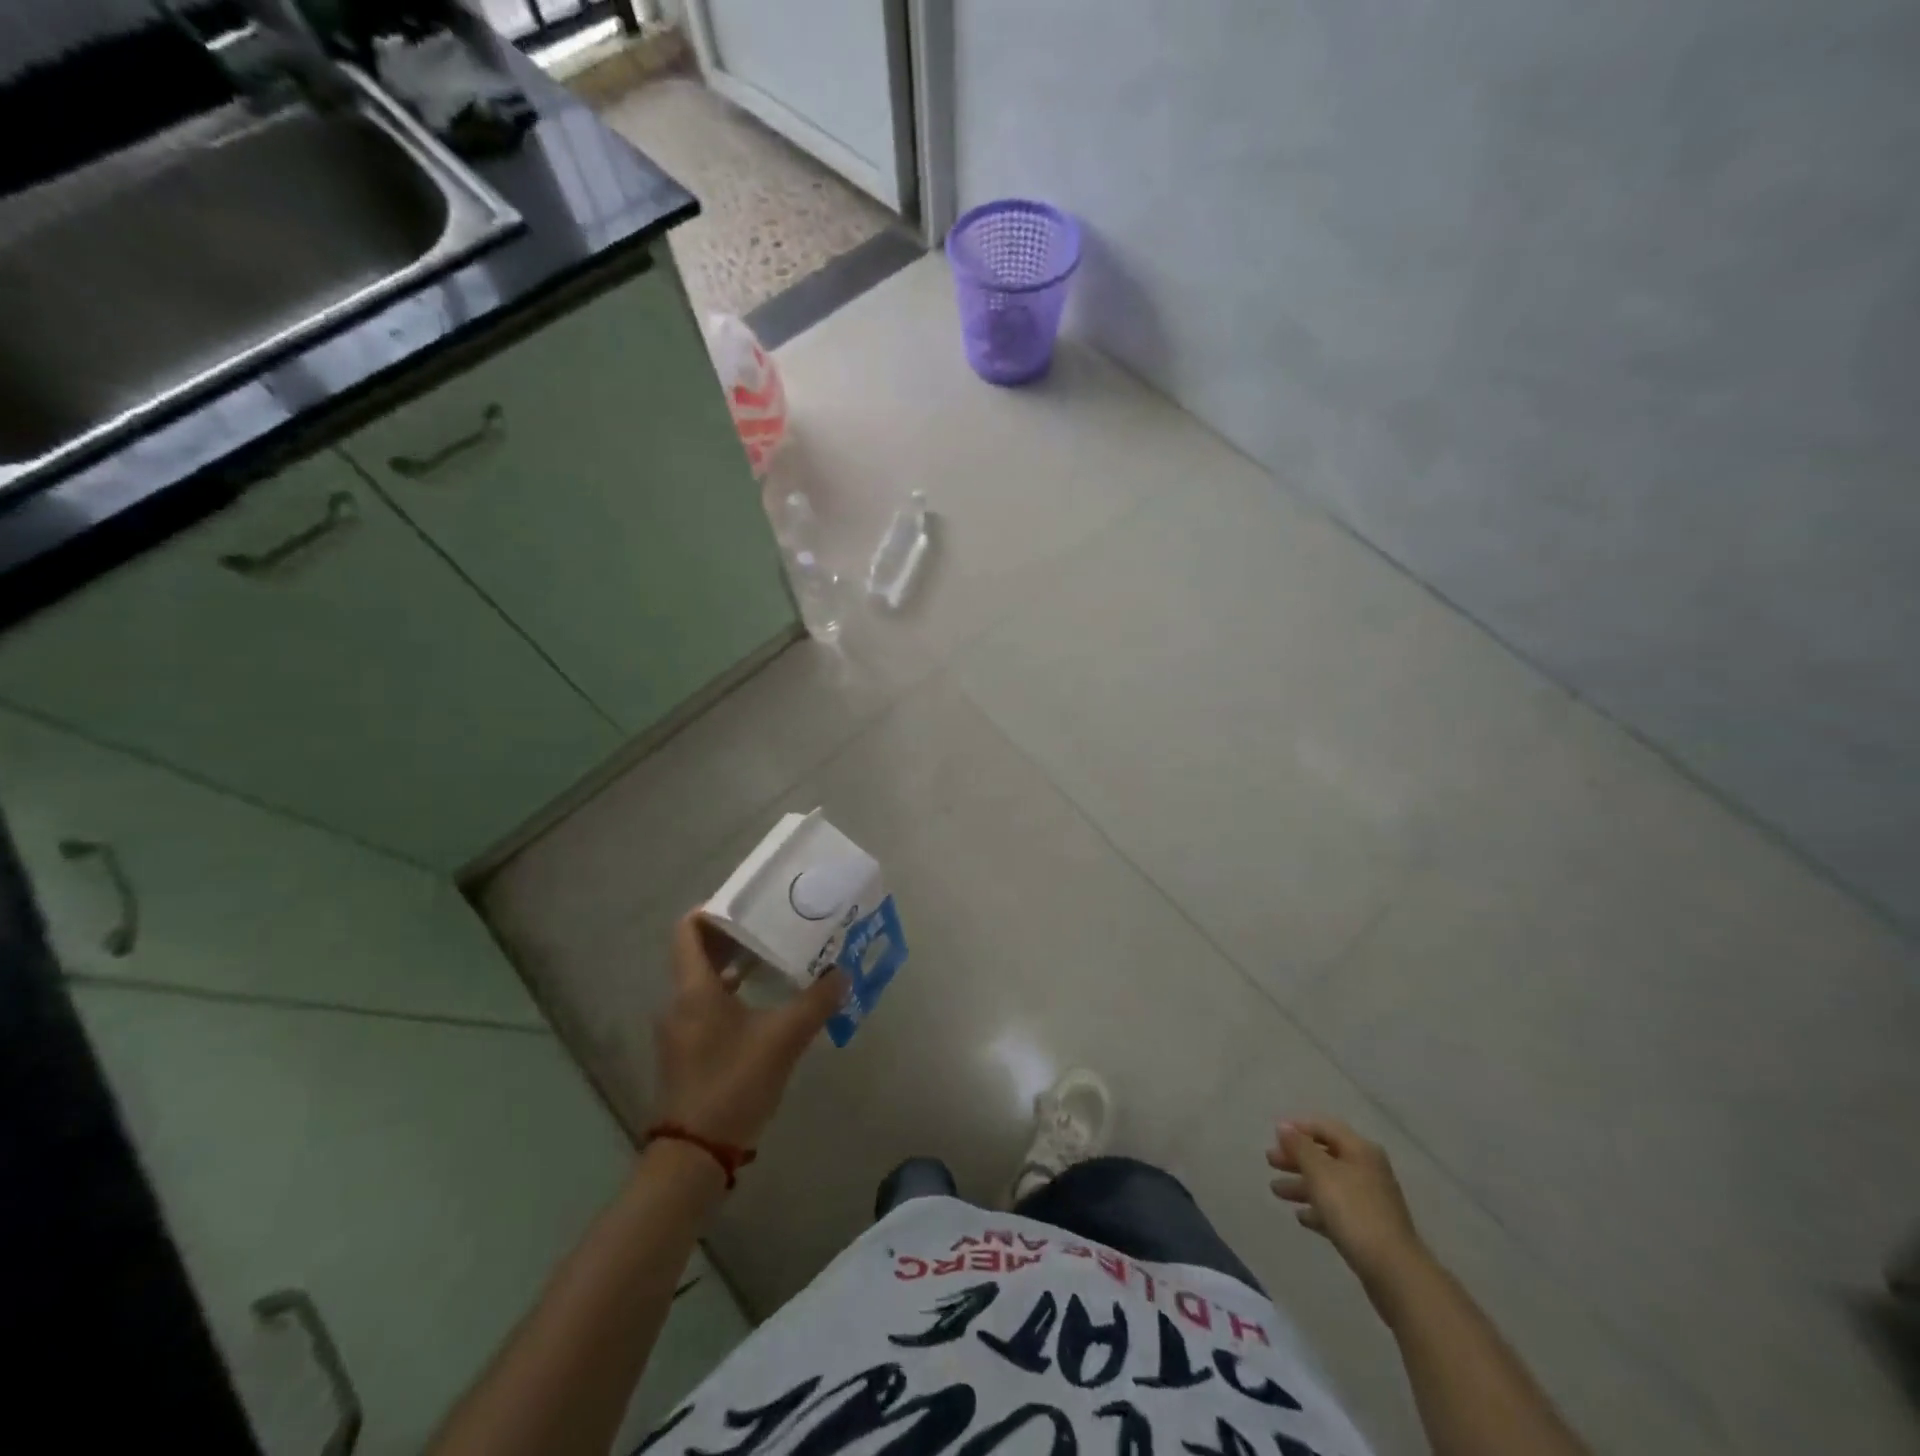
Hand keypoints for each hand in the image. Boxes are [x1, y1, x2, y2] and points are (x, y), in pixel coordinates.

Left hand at [653, 911, 846, 1149]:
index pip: (689, 929)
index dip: (714, 909)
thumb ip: (815, 1002)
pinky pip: (706, 1007)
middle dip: (735, 936)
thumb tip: (842, 973)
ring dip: (735, 967)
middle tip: (773, 926)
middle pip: (699, 953)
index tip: (749, 902)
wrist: (694, 1156)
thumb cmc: (733, 1084)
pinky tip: (764, 1006)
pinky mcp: (687, 1052)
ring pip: (704, 982)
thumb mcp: (783, 1039)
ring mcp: (680, 1030)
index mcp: (694, 989)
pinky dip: (732, 995)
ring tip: (775, 960)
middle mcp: (680, 1002)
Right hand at [1268, 1117, 1429, 1300]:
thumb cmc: (1353, 1211)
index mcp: (1360, 1150)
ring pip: (1329, 1184)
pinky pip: (1337, 1211)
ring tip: (1276, 1191)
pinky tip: (1301, 1217)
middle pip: (1326, 1156)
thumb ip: (1300, 1147)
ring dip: (1302, 1185)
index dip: (1299, 1128)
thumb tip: (1284, 1126)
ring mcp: (1370, 1201)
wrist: (1394, 1271)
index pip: (1325, 1128)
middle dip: (1296, 1158)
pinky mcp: (1369, 1229)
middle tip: (1270, 1162)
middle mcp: (1367, 1170)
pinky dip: (1318, 1209)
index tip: (1274, 1135)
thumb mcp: (1320, 1173)